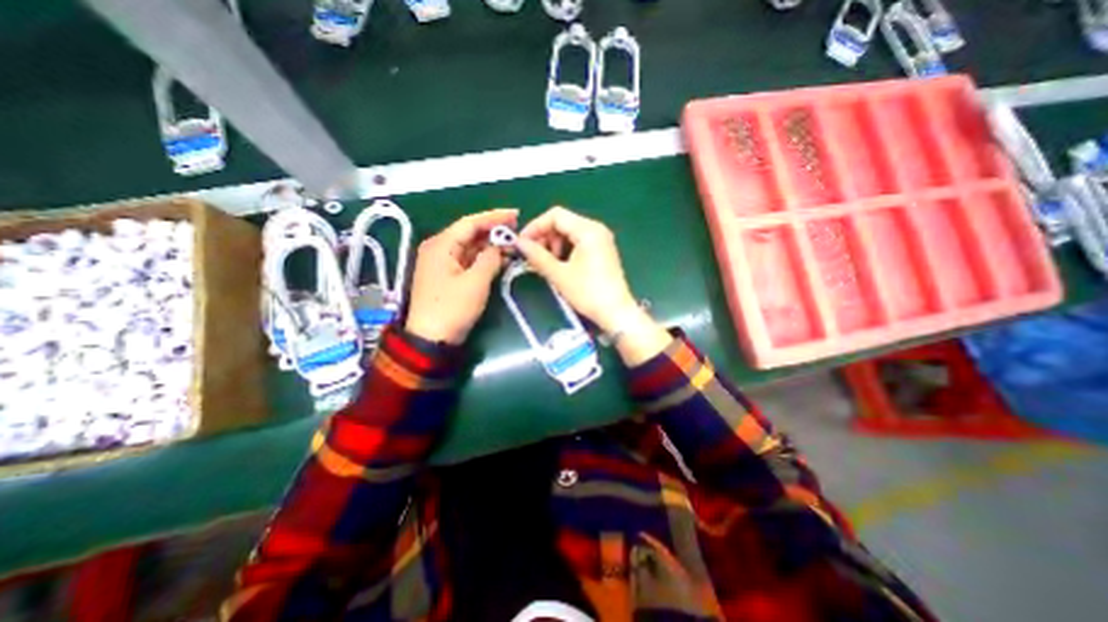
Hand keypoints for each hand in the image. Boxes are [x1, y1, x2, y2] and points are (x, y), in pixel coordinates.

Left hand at [405, 210, 516, 344]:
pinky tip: (501, 259)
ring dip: (491, 246)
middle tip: (518, 230)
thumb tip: (499, 247)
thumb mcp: (475, 282)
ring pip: (471, 248)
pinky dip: (485, 259)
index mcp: (441, 245)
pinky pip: (469, 261)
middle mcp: (440, 249)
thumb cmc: (452, 308)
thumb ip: (490, 259)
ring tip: (514, 245)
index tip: (516, 214)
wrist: (431, 339)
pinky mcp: (449, 276)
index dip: (494, 217)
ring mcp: (443, 263)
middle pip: (470, 234)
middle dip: (494, 232)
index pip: (470, 223)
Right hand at [517, 207, 645, 331]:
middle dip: (545, 237)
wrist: (616, 313)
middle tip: (534, 257)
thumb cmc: (588, 293)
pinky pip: (578, 243)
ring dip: (554, 245)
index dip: (535, 226)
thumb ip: (537, 256)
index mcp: (588, 230)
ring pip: (570, 233)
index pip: (555, 215)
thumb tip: (519, 243)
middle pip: (563, 223)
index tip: (522, 243)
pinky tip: (559, 266)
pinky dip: (565, 251)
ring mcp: (601, 240)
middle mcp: (596, 229)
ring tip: (546, 264)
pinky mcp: (602, 251)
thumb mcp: (559, 274)